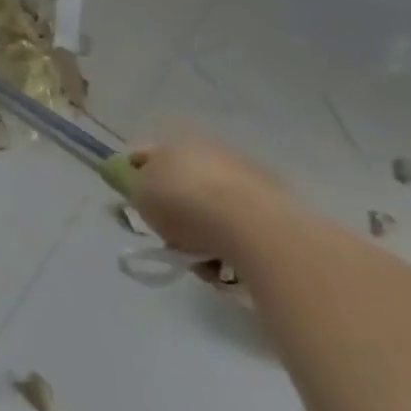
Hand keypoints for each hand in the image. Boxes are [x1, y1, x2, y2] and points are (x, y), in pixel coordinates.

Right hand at [128, 138, 299, 262]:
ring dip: (204, 233)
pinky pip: (241, 226)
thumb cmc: (186, 205)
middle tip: (171, 239)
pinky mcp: (276, 205)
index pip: (144, 154)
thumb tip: (137, 182)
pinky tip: (228, 267)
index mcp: (175, 142)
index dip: (134, 176)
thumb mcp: (141, 195)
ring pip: (212, 207)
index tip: (134, 203)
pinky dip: (232, 244)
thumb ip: (133, 186)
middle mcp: (210, 152)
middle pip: (182, 183)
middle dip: (175, 212)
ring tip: (203, 263)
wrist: (254, 229)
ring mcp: (246, 177)